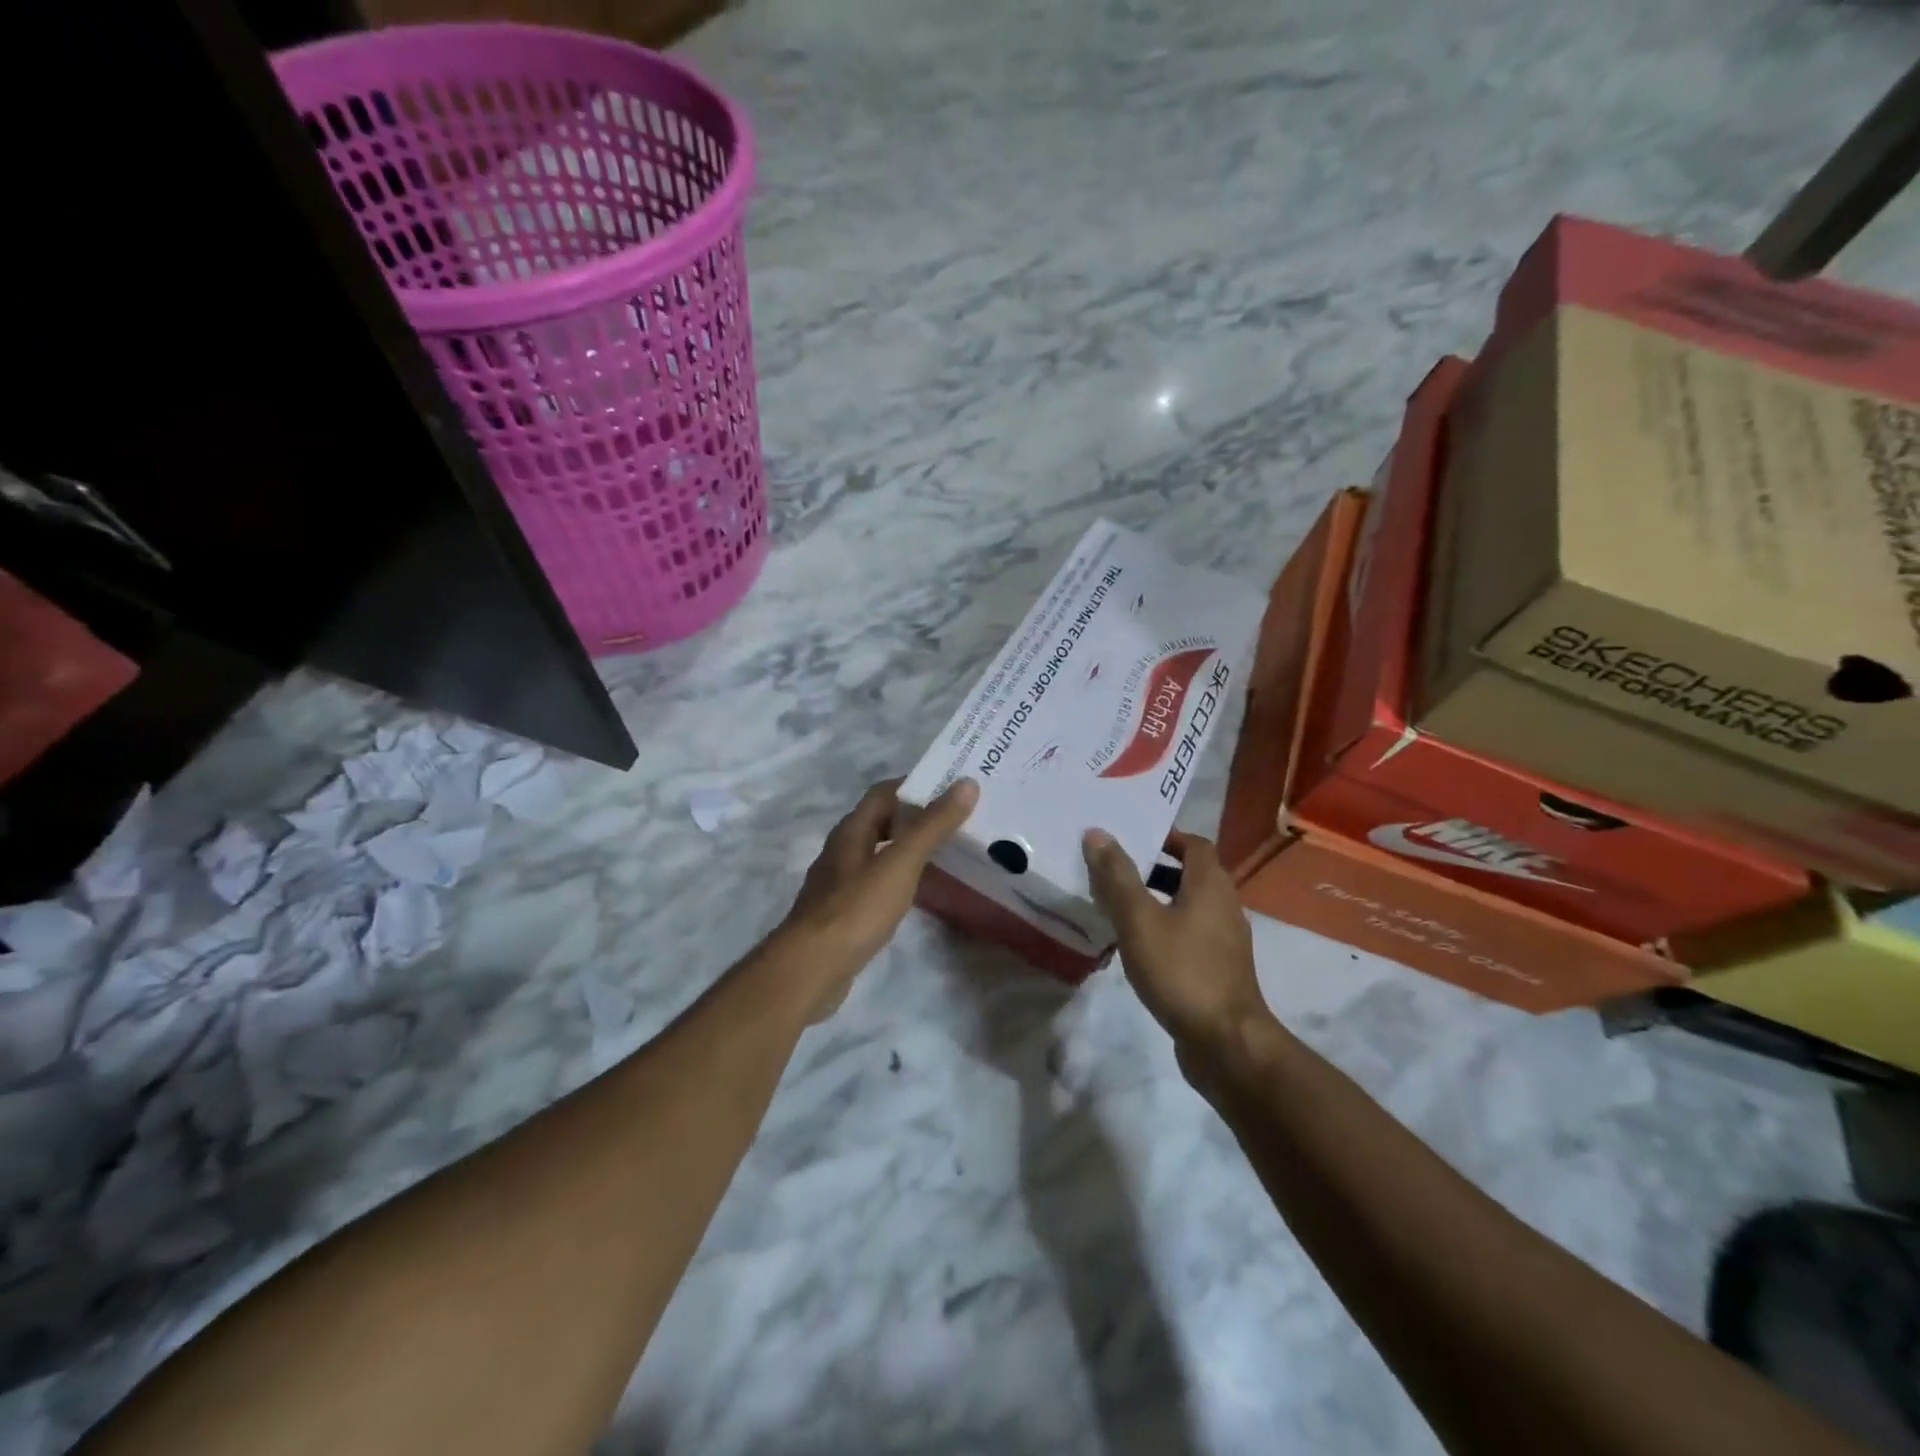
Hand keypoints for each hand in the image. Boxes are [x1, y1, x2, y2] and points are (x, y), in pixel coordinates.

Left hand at [780, 777, 978, 1018]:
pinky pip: (876, 883)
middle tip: (958, 820)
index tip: (952, 789)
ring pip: (878, 853)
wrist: (812, 968)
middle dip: (916, 817)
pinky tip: (918, 893)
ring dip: (908, 848)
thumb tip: (966, 784)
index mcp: (851, 831)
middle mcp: (842, 850)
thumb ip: (933, 826)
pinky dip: (899, 878)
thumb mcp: (901, 863)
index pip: (883, 793)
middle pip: (881, 822)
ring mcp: (839, 884)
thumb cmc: (857, 908)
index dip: (915, 785)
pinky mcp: (843, 913)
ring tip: (947, 853)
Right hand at [1083, 829, 1270, 1052]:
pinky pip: (1191, 935)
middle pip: (1192, 874)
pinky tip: (1139, 947)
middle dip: (1156, 868)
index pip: (1194, 844)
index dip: (1166, 837)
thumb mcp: (1139, 920)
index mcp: (1211, 885)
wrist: (1225, 1042)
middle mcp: (1225, 906)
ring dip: (1159, 900)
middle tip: (1116, 870)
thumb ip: (1117, 877)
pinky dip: (1167, 929)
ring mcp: (1225, 941)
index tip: (1132, 839)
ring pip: (1190, 906)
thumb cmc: (1181, 970)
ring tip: (1120, 908)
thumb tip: (1097, 833)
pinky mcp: (1219, 970)